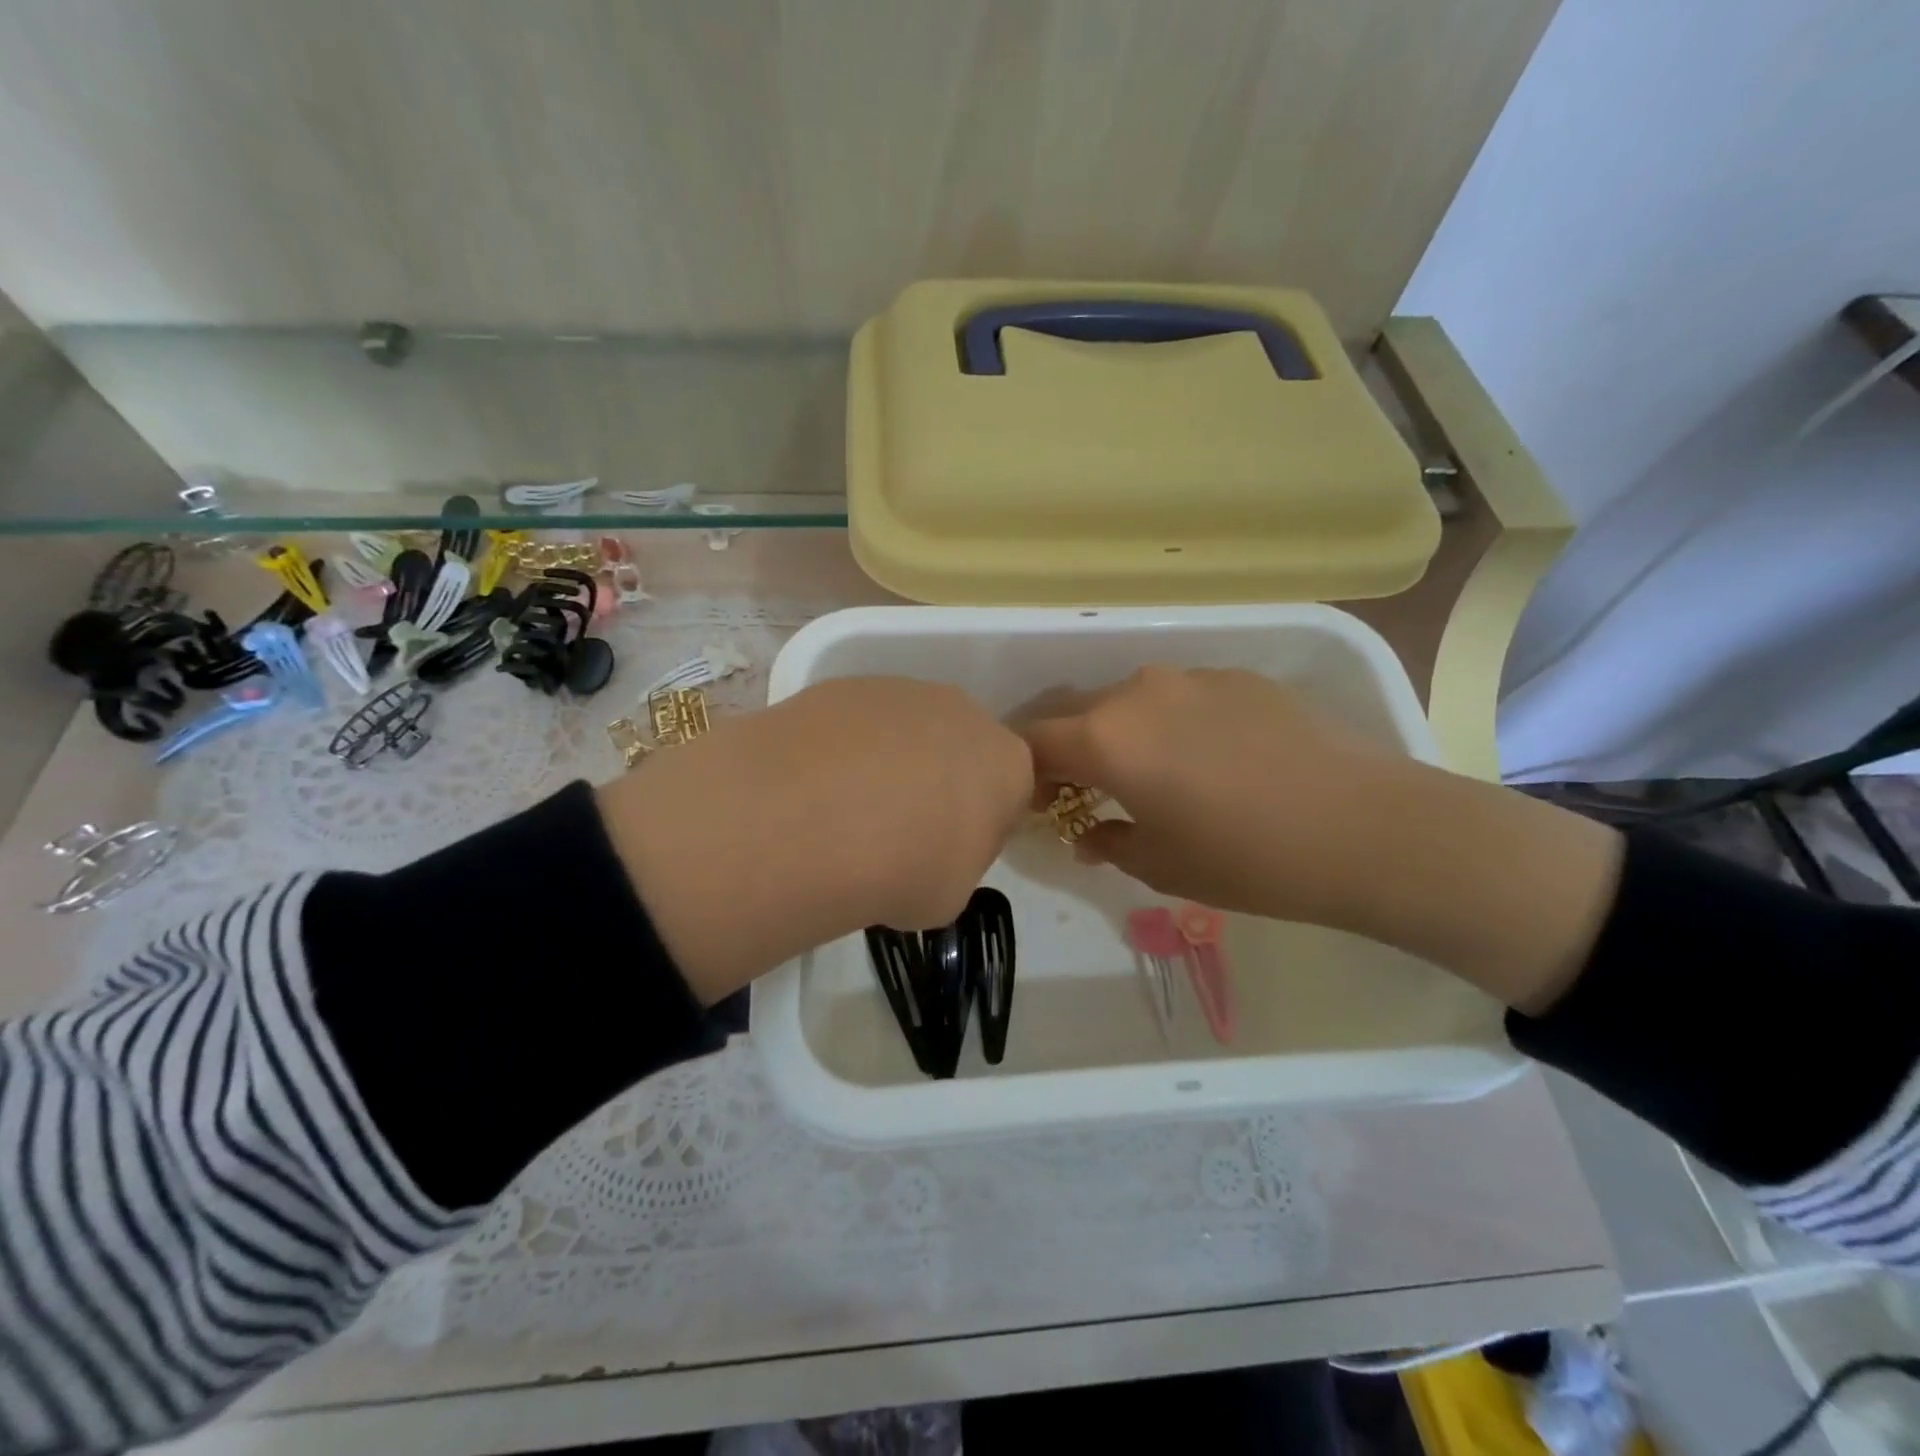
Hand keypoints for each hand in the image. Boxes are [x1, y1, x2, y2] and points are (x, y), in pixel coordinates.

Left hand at [598, 677, 1032, 1003]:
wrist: (814, 819)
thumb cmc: (903, 869)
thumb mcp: (950, 894)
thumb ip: (956, 862)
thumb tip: (930, 851)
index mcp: (1008, 764)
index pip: (1010, 791)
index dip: (980, 824)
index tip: (947, 853)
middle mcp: (964, 713)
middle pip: (960, 748)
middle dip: (937, 782)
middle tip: (897, 830)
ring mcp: (903, 690)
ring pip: (908, 729)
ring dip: (889, 761)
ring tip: (845, 809)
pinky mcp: (846, 684)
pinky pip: (858, 722)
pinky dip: (845, 749)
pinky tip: (814, 785)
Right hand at [1022, 666, 1389, 926]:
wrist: (1364, 828)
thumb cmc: (1246, 858)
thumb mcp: (1160, 865)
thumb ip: (1108, 842)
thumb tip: (1088, 833)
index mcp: (1108, 737)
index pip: (1034, 741)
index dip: (1026, 773)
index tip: (1042, 803)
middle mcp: (1139, 692)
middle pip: (1077, 712)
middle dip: (1070, 749)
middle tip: (1087, 790)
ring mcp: (1192, 677)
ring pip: (1131, 701)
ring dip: (1123, 734)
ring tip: (1154, 774)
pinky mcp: (1238, 677)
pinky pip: (1182, 697)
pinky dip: (1173, 724)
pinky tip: (1213, 760)